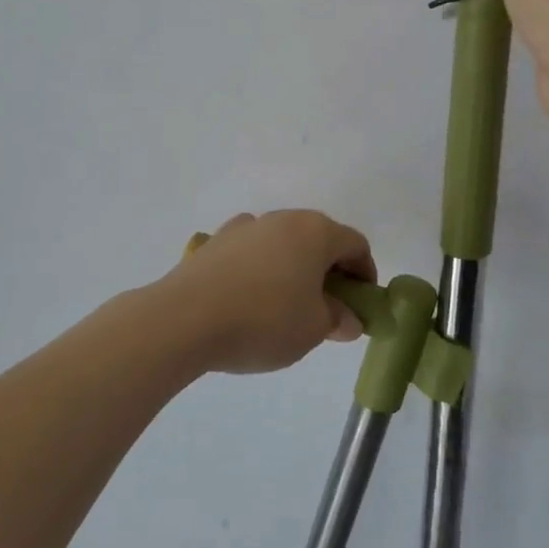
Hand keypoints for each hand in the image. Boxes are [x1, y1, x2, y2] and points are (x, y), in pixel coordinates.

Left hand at [162, 211, 375, 373]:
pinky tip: (248, 301)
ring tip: (285, 309)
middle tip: (327, 309)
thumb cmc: (263, 320)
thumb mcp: (313, 329)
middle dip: (328, 272)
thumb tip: (345, 317)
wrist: (183, 319)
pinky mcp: (214, 242)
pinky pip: (251, 253)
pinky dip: (260, 271)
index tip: (360, 306)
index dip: (365, 274)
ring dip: (293, 269)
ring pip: (282, 244)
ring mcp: (244, 227)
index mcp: (314, 231)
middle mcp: (281, 218)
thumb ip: (337, 319)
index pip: (355, 244)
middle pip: (318, 239)